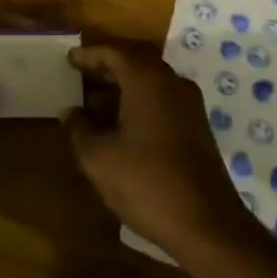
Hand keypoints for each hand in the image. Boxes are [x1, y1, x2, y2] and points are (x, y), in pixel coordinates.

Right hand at [65, 40, 250, 257]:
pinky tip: (119, 126)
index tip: (69, 59)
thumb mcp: (100, 159)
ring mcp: (188, 104)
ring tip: (92, 104)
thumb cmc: (147, 183)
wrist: (207, 225)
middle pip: (135, 62)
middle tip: (79, 76)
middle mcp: (171, 82)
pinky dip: (138, 103)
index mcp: (147, 80)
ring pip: (149, 82)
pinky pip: (161, 100)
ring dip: (122, 87)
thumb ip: (79, 130)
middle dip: (106, 68)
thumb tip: (70, 112)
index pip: (114, 52)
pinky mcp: (196, 126)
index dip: (89, 55)